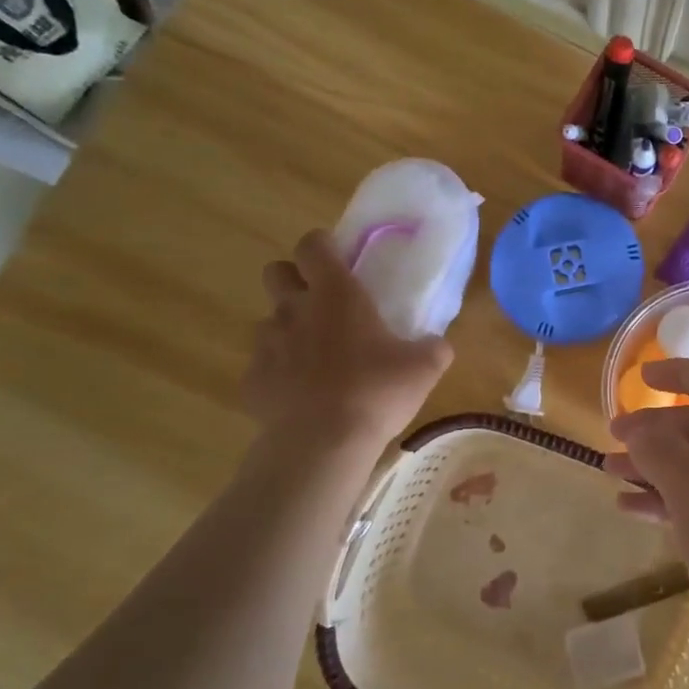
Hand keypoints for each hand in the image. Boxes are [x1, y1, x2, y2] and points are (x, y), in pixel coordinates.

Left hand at [243, 231, 452, 444]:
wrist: (321, 444)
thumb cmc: (375, 392)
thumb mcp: (424, 368)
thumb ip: (433, 347)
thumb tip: (436, 344)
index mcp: (336, 294)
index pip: (313, 244)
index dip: (322, 245)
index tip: (340, 259)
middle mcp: (294, 309)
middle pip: (276, 272)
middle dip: (294, 278)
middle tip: (323, 303)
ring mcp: (267, 345)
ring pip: (269, 321)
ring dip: (289, 329)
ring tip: (317, 357)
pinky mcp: (252, 380)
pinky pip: (264, 365)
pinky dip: (280, 373)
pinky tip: (302, 395)